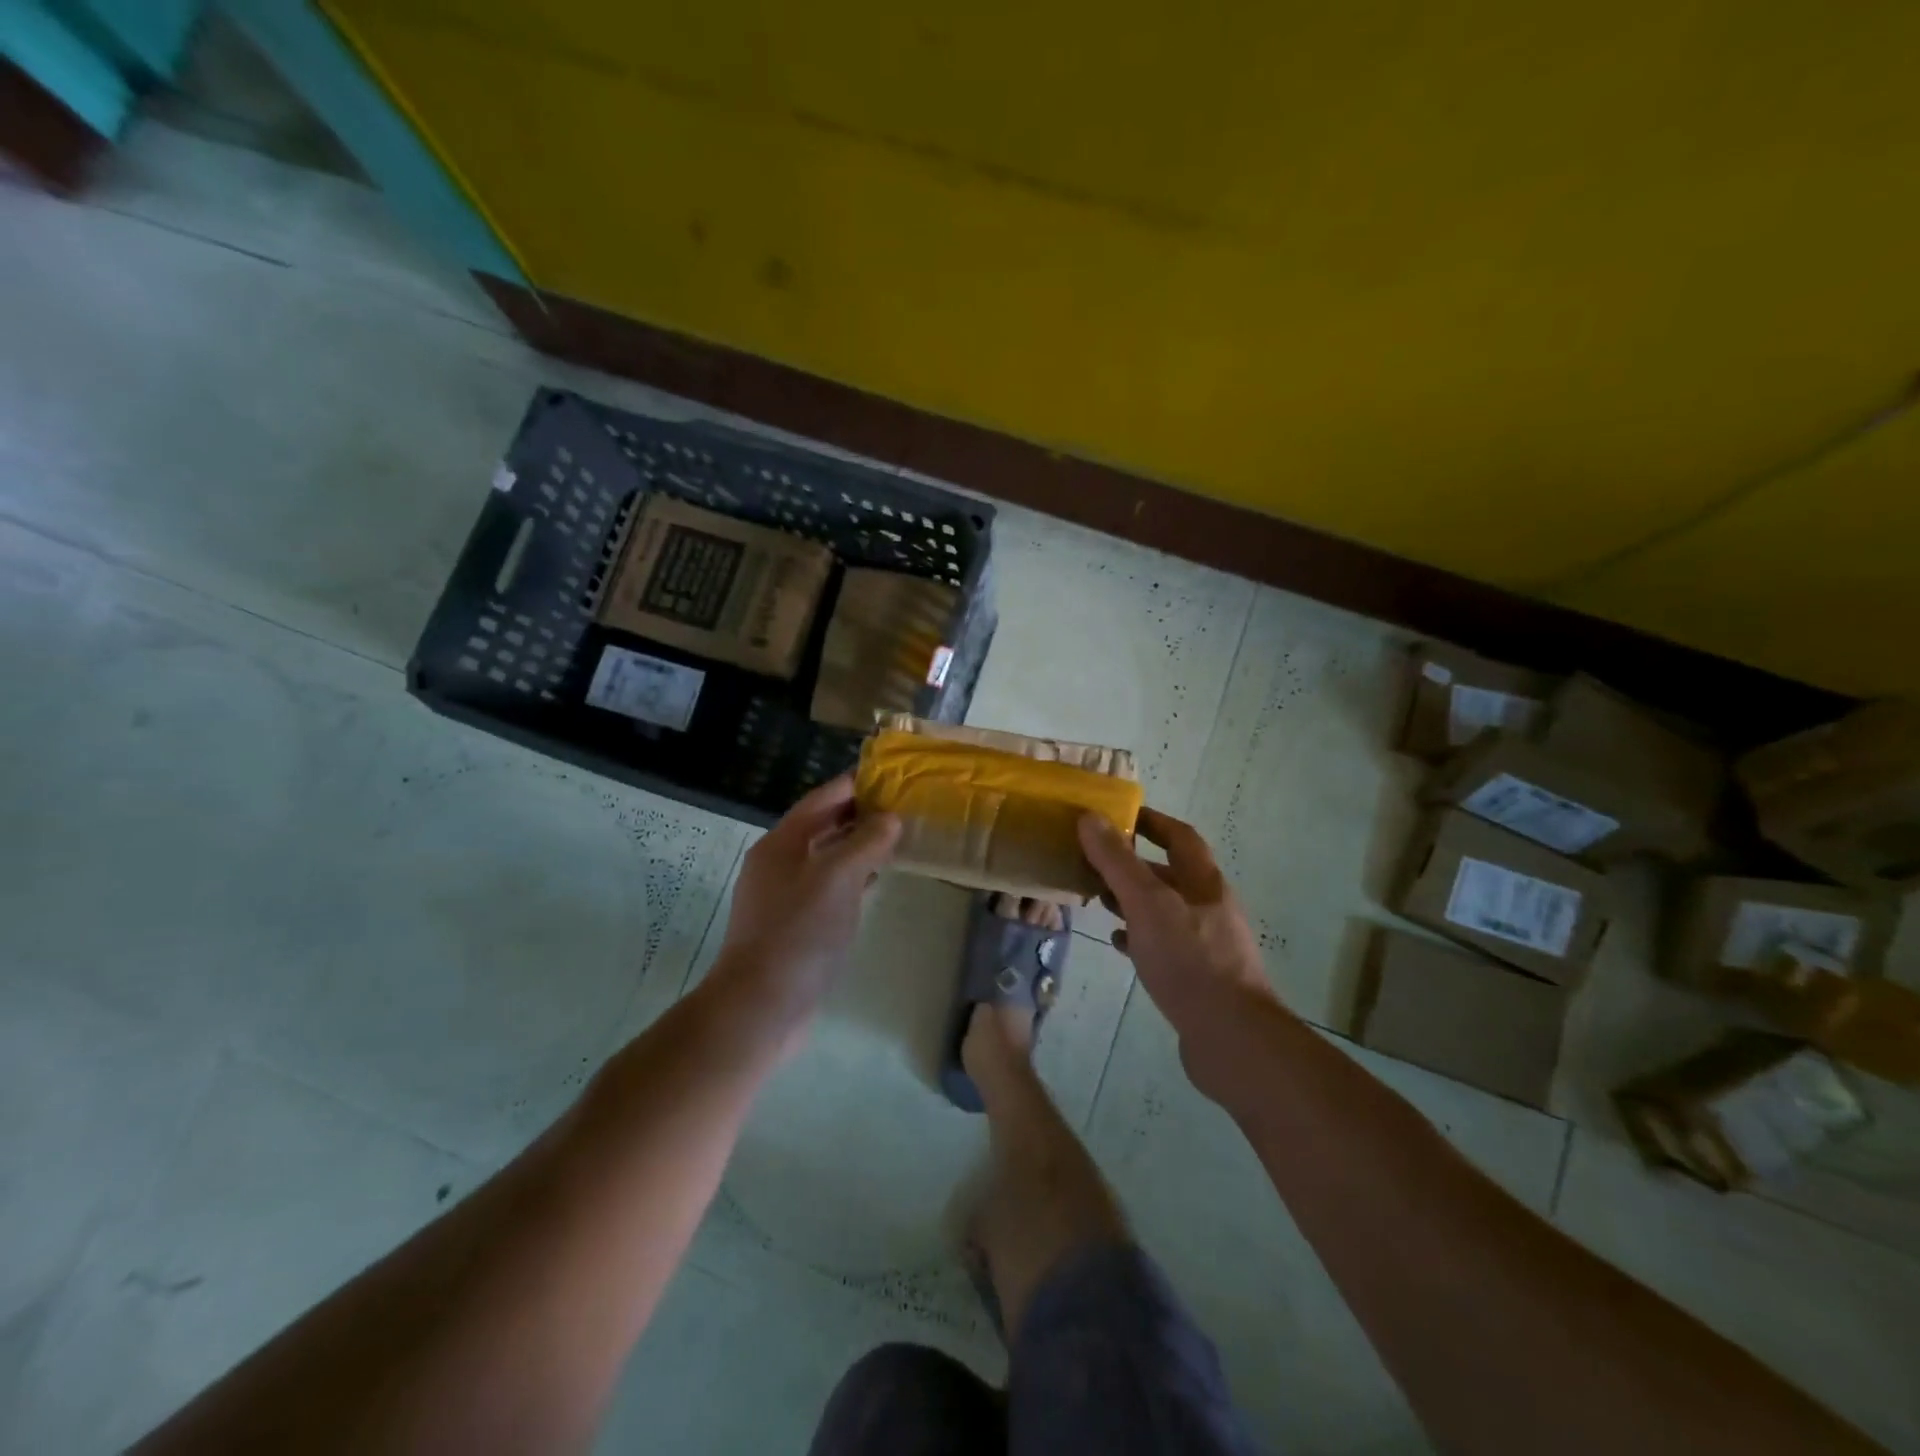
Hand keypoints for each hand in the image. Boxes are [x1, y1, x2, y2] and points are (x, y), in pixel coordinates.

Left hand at [709, 775, 899, 1047]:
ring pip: (826, 857)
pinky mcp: (794, 925)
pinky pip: (827, 887)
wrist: (761, 1007)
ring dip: (857, 845)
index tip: (892, 775)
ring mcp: (784, 896)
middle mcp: (779, 863)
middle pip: (822, 825)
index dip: (856, 784)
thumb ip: (865, 842)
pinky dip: (852, 877)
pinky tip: (874, 881)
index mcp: (781, 843)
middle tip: (902, 806)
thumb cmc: (799, 934)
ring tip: (896, 838)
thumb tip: (890, 818)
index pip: (822, 799)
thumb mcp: (837, 879)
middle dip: (860, 813)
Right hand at [1078, 807, 1279, 1087]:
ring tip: (1096, 898)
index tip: (1117, 816)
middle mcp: (1209, 908)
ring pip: (1164, 910)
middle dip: (1133, 864)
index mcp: (1204, 883)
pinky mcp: (1198, 977)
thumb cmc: (1190, 961)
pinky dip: (1138, 937)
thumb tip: (1089, 818)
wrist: (1232, 1039)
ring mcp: (1206, 944)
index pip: (1179, 837)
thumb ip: (1118, 862)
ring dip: (1132, 900)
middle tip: (1093, 860)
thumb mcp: (1148, 903)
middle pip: (1170, 874)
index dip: (1151, 821)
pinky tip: (1117, 943)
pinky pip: (1163, 945)